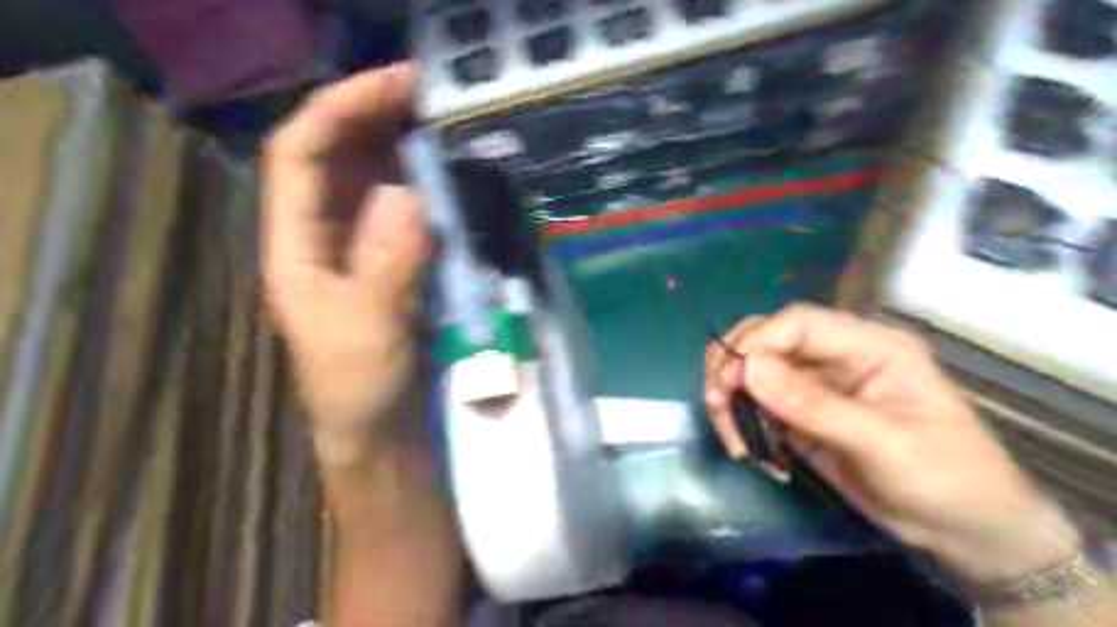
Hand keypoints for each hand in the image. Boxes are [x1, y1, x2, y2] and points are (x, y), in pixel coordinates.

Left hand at [262, 64, 431, 465]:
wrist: (382, 434)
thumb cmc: (360, 389)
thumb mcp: (369, 330)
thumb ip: (388, 264)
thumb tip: (410, 193)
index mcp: (296, 247)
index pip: (300, 156)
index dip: (339, 110)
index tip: (396, 85)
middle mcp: (323, 236)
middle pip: (337, 156)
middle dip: (375, 115)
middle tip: (432, 91)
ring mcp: (362, 249)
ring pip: (373, 179)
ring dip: (404, 145)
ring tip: (445, 120)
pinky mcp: (396, 264)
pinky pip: (407, 210)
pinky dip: (427, 185)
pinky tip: (452, 174)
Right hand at [699, 303, 1076, 581]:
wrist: (967, 533)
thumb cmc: (946, 479)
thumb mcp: (882, 443)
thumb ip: (814, 405)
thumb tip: (749, 368)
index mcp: (870, 346)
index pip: (798, 322)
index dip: (757, 342)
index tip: (730, 381)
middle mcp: (838, 356)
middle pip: (767, 338)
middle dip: (733, 366)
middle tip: (718, 404)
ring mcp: (817, 385)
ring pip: (755, 372)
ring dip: (732, 399)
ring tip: (736, 442)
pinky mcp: (803, 414)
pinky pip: (759, 405)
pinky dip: (744, 423)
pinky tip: (752, 452)